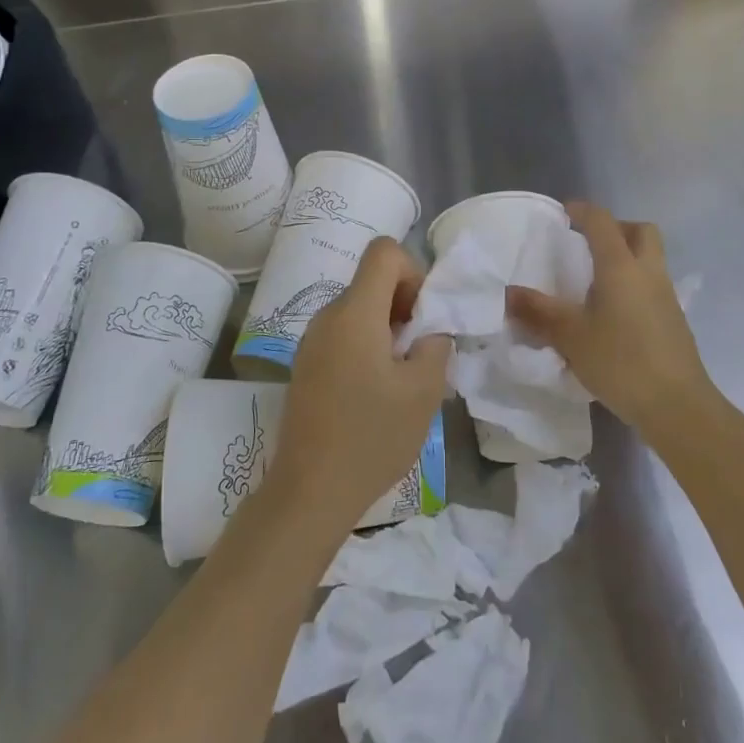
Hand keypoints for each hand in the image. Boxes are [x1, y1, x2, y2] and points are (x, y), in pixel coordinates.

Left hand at [264, 238, 451, 535]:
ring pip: (359, 308)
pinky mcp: (307, 364)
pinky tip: (377, 391)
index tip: (423, 315)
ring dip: (388, 328)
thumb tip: (431, 330)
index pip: (384, 251)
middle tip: (421, 350)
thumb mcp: (423, 391)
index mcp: (354, 312)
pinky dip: (368, 345)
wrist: (309, 491)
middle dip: (405, 304)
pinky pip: (344, 334)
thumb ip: (436, 344)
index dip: (413, 271)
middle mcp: (328, 315)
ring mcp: (312, 340)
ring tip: (402, 376)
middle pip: (372, 280)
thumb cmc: (371, 437)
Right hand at [507, 201, 711, 439]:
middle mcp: (648, 272)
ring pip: (650, 258)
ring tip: (596, 281)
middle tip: (589, 243)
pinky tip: (614, 314)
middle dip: (616, 228)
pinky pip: (653, 285)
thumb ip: (539, 312)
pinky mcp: (674, 320)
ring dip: (627, 257)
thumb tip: (509, 293)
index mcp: (621, 266)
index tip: (564, 213)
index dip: (583, 210)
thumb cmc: (621, 362)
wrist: (678, 406)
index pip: (602, 222)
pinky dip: (634, 285)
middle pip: (640, 231)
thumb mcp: (571, 337)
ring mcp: (667, 296)